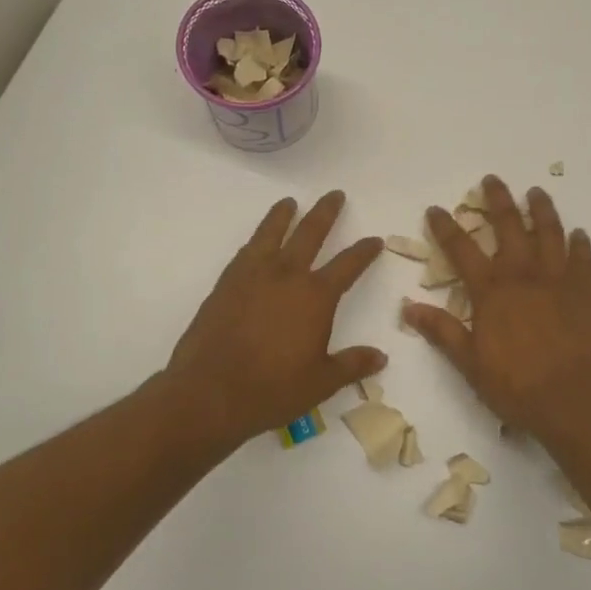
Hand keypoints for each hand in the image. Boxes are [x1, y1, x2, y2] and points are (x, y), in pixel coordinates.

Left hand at [165, 191, 386, 445]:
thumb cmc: (272, 390)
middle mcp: (286, 276)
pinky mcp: (226, 285)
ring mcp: (252, 276)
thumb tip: (380, 357)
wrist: (209, 394)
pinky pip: (246, 252)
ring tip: (290, 202)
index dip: (364, 251)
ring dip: (283, 216)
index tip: (374, 240)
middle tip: (335, 195)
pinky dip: (256, 240)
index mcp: (316, 297)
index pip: (348, 265)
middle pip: (310, 233)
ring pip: (272, 234)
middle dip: (326, 213)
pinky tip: (257, 241)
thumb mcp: (321, 382)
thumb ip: (352, 365)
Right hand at [402, 175, 590, 442]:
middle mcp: (523, 276)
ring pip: (549, 234)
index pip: (461, 251)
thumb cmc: (517, 387)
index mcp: (491, 292)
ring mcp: (557, 281)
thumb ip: (442, 331)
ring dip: (541, 210)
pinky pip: (582, 260)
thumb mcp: (470, 364)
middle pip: (509, 228)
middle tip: (492, 179)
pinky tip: (579, 233)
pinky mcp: (585, 293)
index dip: (446, 228)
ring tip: (536, 192)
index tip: (435, 209)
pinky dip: (580, 244)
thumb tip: (407, 307)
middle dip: (498, 201)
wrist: (575, 400)